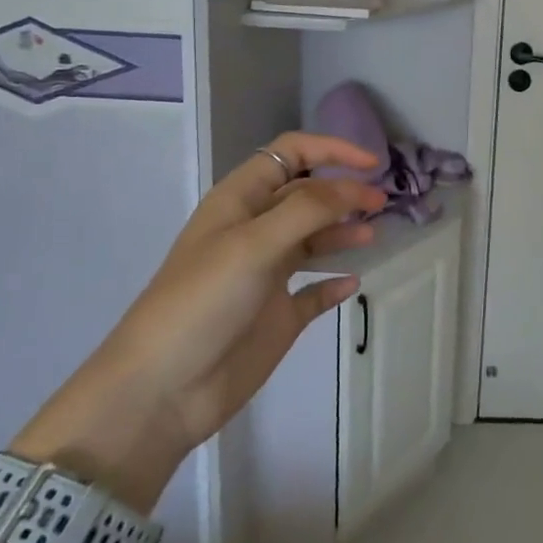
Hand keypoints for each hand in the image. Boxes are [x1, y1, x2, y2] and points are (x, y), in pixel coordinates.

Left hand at [12, 133, 385, 511]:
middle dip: (345, 192)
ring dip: (344, 232)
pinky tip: (352, 283)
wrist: (162, 391)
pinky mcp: (278, 315)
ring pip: (315, 239)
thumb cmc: (203, 302)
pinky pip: (315, 290)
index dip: (332, 150)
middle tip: (381, 205)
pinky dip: (335, 282)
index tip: (372, 164)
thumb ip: (310, 208)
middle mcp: (256, 231)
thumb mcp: (255, 243)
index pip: (291, 155)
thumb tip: (358, 188)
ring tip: (372, 237)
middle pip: (308, 194)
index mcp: (240, 201)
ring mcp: (267, 274)